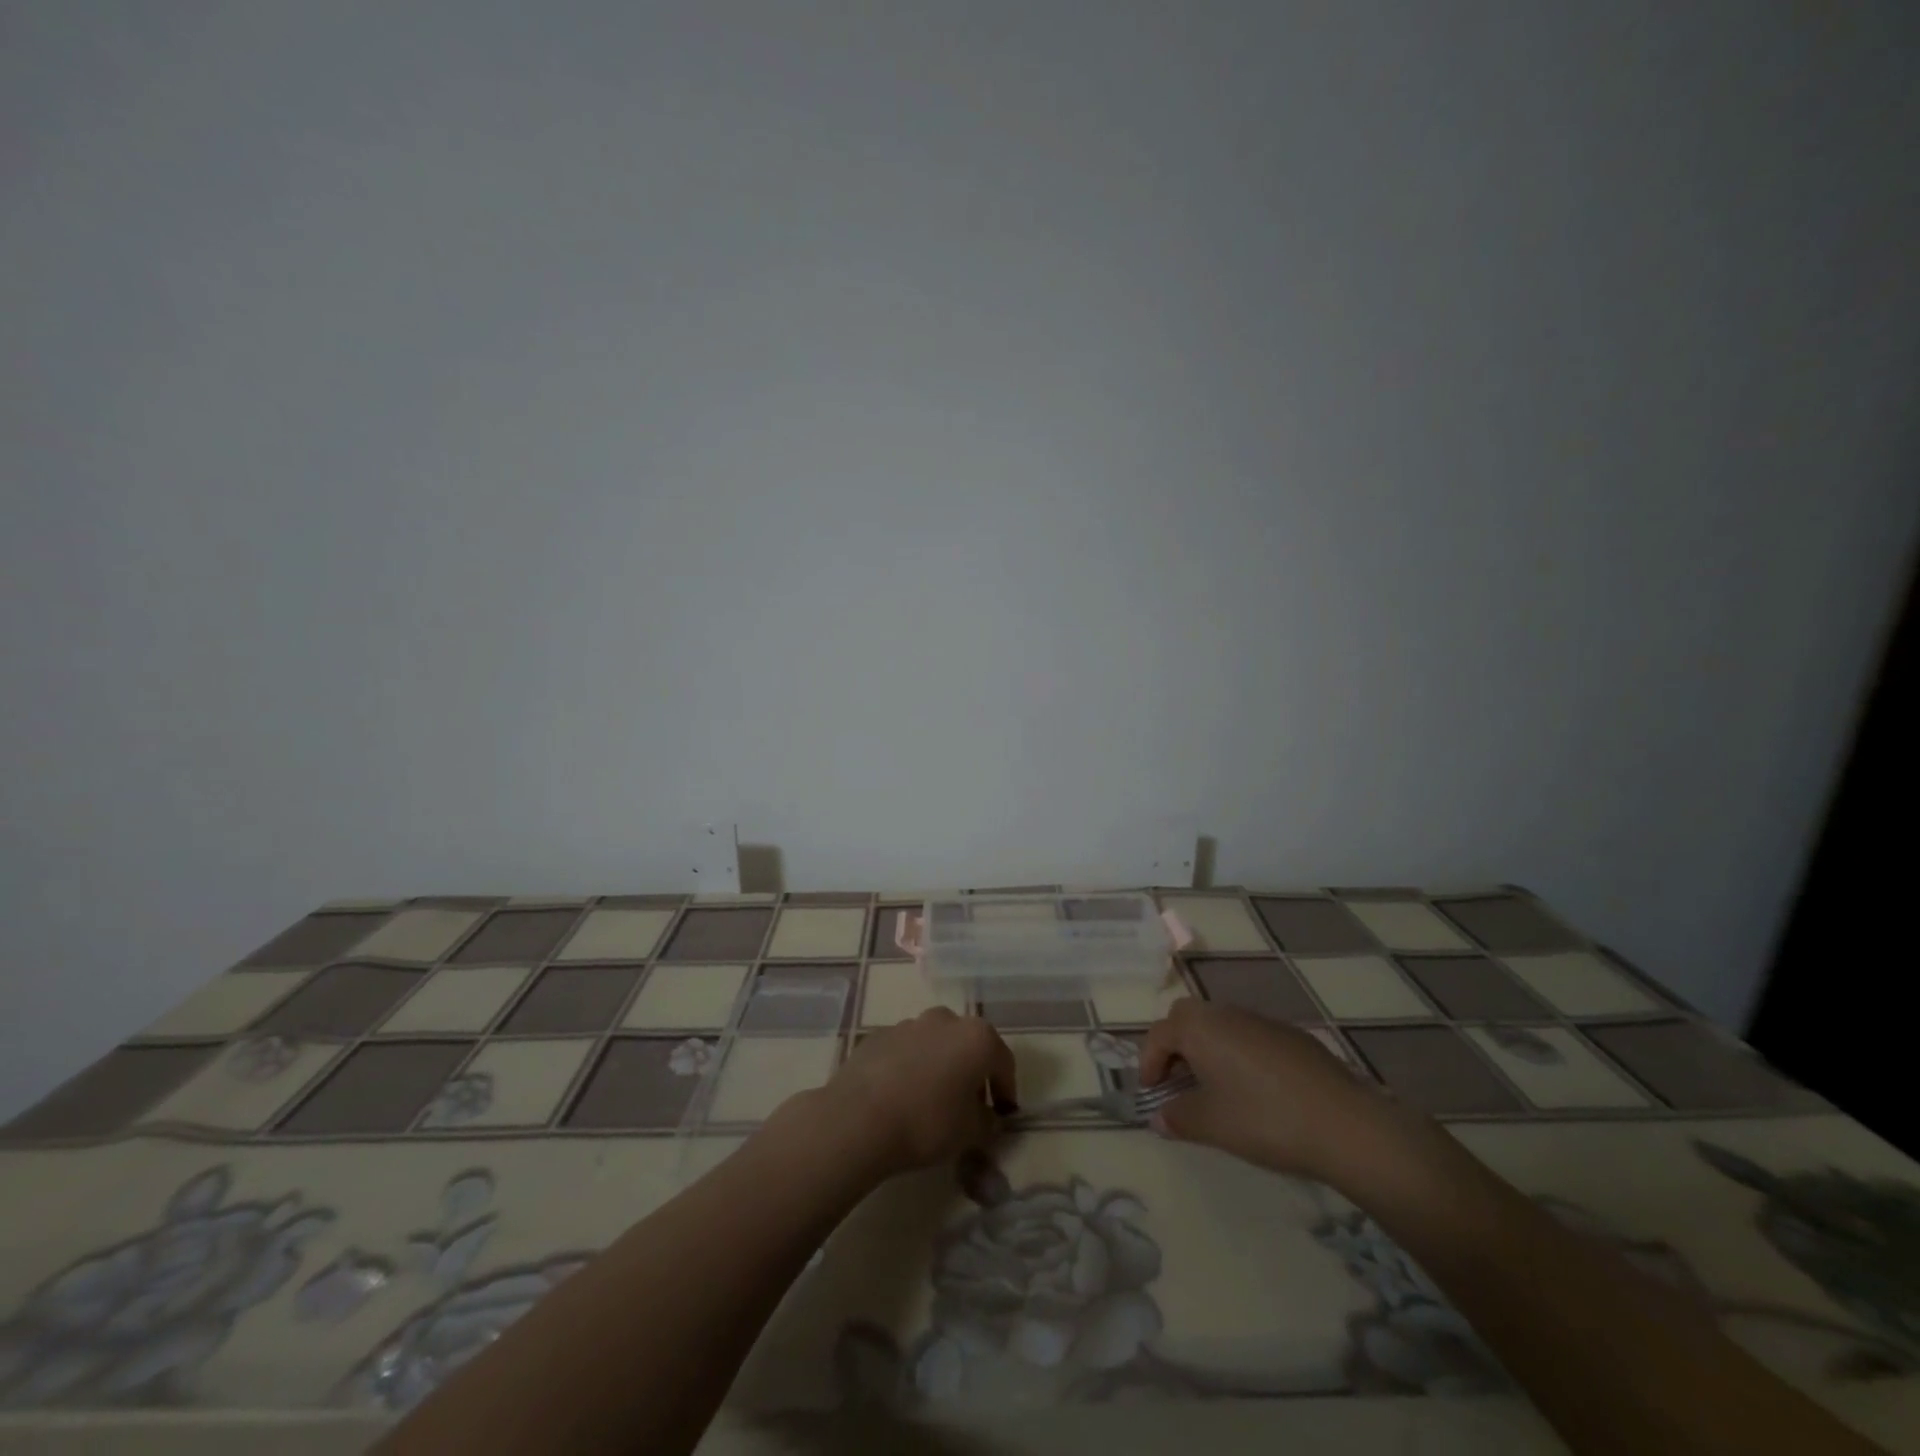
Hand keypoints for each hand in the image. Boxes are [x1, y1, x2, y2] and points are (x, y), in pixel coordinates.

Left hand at [814, 1008, 1017, 1176]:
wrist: (859, 1118)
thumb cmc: (927, 1122)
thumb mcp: (970, 1133)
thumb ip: (988, 1122)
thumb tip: (988, 1117)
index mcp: (977, 1038)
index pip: (1003, 1062)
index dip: (1006, 1090)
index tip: (1003, 1114)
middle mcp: (946, 1020)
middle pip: (968, 1045)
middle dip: (972, 1072)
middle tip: (969, 1106)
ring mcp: (910, 1024)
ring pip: (936, 1043)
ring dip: (940, 1066)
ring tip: (931, 1100)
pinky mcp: (879, 1034)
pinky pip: (906, 1050)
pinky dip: (910, 1067)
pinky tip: (901, 1095)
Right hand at [1140, 998, 1399, 1183]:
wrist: (1345, 1123)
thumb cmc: (1264, 1119)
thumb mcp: (1212, 1125)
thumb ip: (1178, 1117)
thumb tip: (1160, 1116)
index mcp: (1200, 1028)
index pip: (1159, 1034)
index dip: (1148, 1062)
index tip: (1151, 1093)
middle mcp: (1226, 1013)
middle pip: (1187, 1018)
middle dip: (1175, 1046)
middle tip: (1177, 1082)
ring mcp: (1262, 1020)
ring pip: (1220, 1024)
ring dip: (1207, 1049)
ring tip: (1214, 1089)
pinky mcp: (1292, 1036)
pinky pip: (1249, 1036)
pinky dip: (1238, 1054)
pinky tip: (1255, 1091)